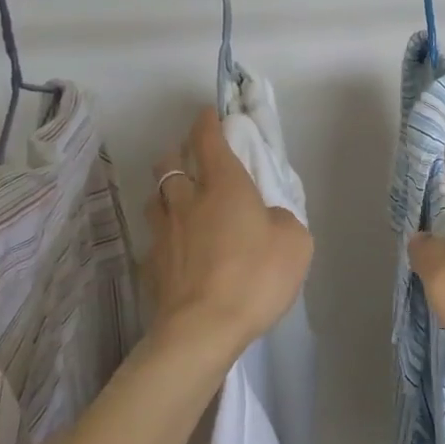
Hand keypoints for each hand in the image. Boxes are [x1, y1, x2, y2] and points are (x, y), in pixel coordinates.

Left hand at [146, 107, 312, 359]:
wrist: (202, 330)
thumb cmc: (254, 277)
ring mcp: (163, 232)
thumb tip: (266, 217)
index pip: (209, 140)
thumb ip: (281, 219)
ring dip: (166, 191)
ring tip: (180, 202)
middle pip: (170, 162)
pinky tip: (175, 250)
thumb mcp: (294, 242)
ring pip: (156, 197)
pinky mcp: (150, 265)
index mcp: (225, 186)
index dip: (208, 122)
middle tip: (192, 160)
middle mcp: (187, 200)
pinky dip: (165, 236)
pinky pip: (154, 239)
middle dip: (179, 153)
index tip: (209, 114)